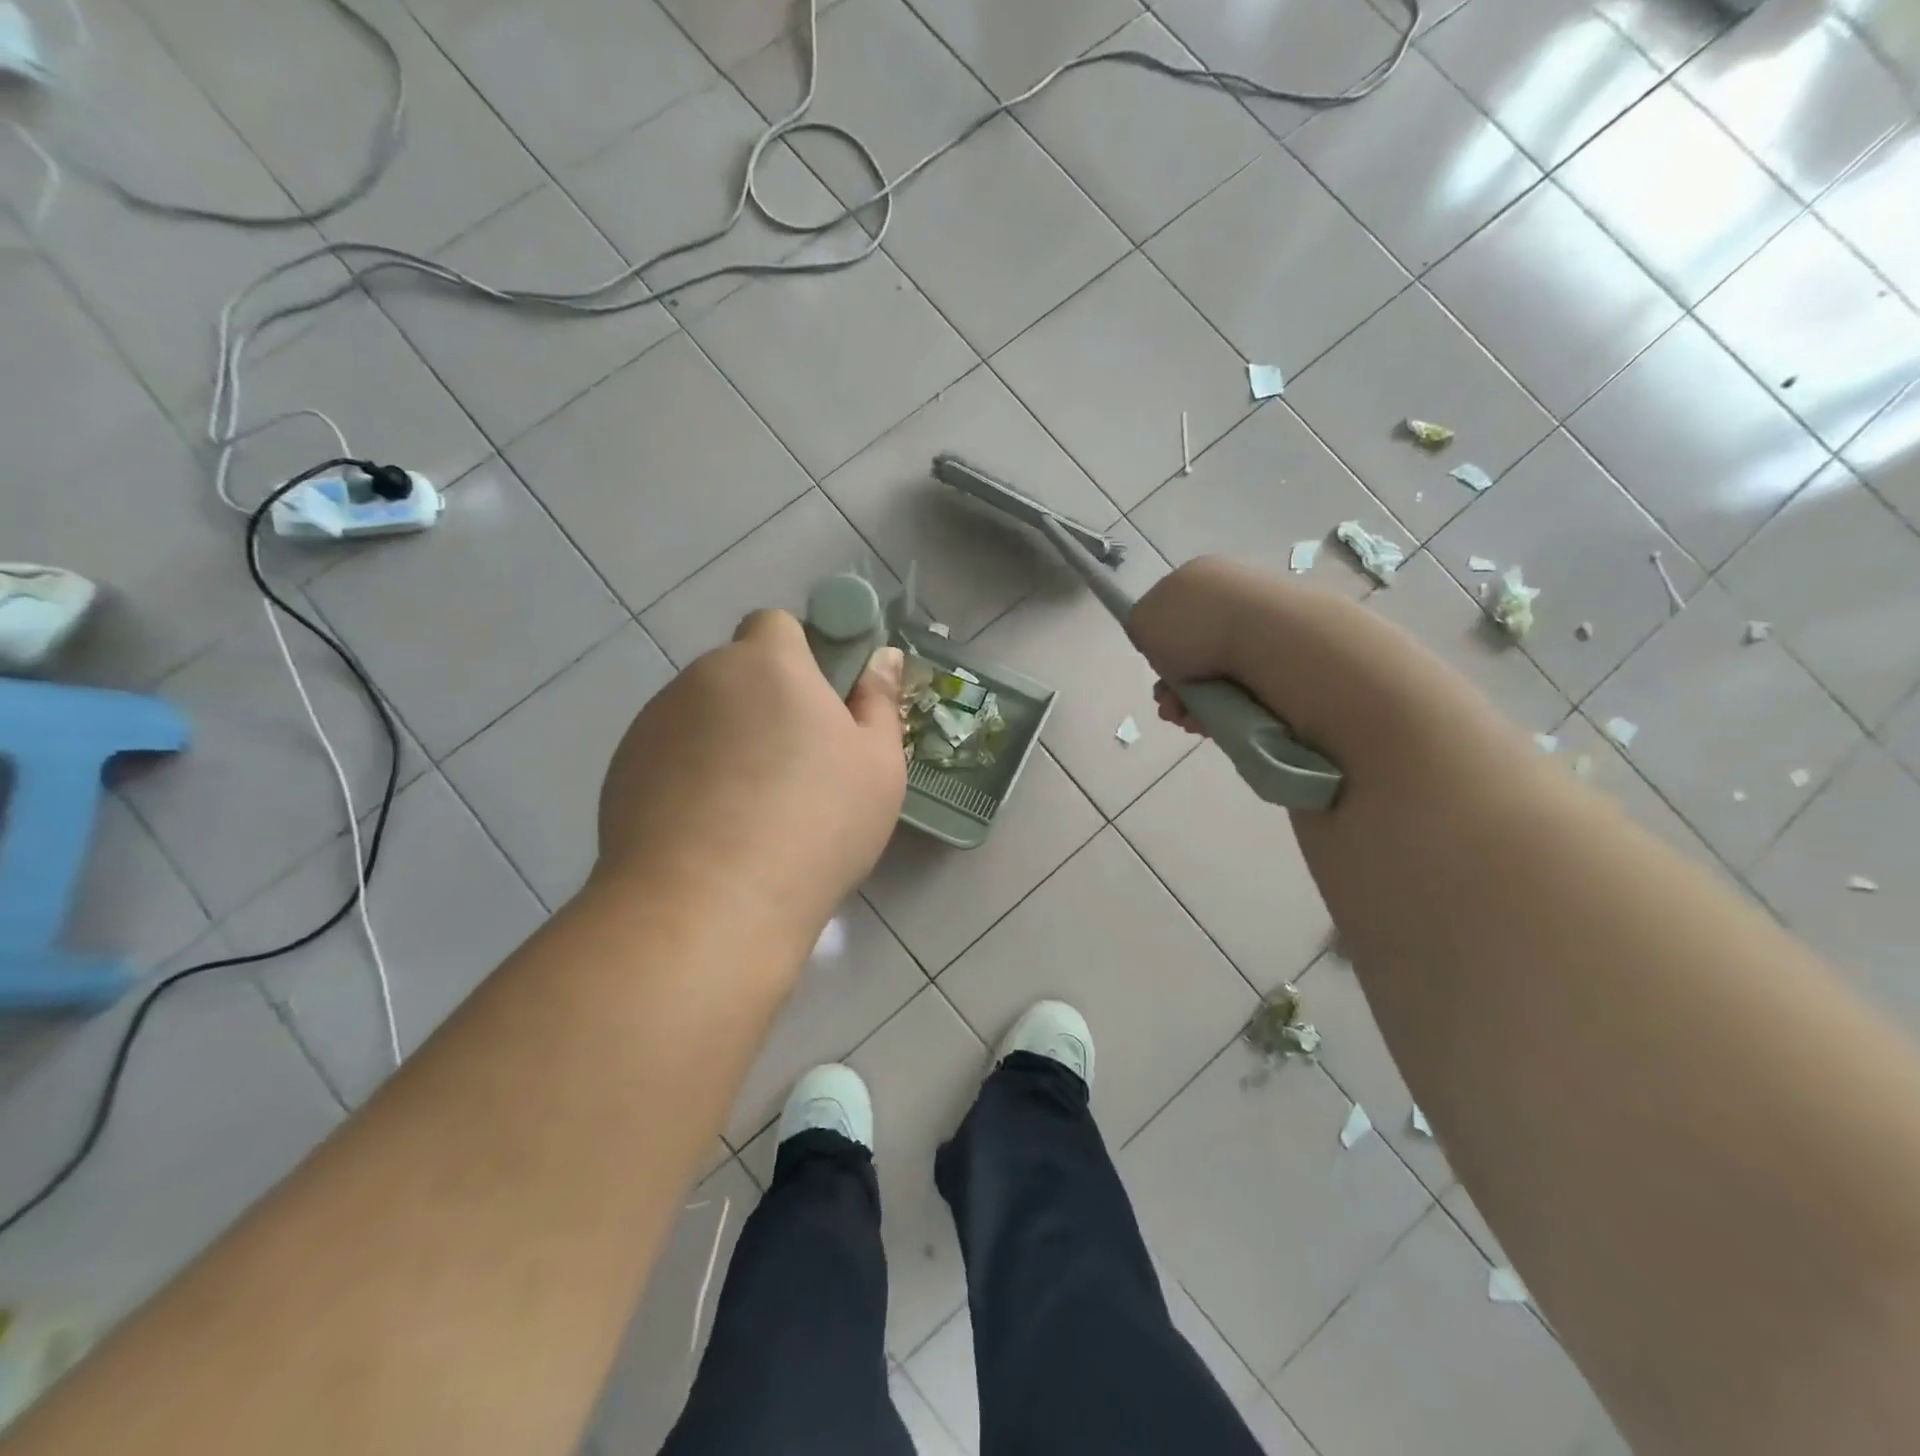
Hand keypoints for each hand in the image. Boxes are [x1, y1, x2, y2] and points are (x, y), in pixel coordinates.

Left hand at [593, 609, 906, 943]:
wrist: (708, 904)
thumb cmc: (815, 824)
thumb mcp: (878, 766)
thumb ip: (878, 703)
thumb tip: (878, 659)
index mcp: (767, 664)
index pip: (775, 625)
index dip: (800, 657)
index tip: (820, 707)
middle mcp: (702, 679)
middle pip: (738, 675)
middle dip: (765, 705)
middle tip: (795, 769)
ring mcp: (653, 725)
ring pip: (702, 718)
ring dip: (726, 742)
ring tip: (749, 813)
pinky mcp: (622, 772)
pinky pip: (670, 758)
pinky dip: (690, 779)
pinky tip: (710, 834)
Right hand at [1131, 556, 1290, 737]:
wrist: (1268, 640)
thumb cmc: (1196, 625)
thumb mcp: (1143, 620)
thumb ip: (1141, 627)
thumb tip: (1158, 640)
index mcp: (1198, 577)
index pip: (1169, 614)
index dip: (1156, 648)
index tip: (1155, 671)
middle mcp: (1230, 597)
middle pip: (1191, 650)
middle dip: (1174, 685)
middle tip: (1170, 705)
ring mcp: (1260, 626)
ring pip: (1214, 675)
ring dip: (1193, 703)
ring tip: (1189, 719)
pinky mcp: (1284, 656)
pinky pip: (1242, 689)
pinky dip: (1222, 708)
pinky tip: (1211, 721)